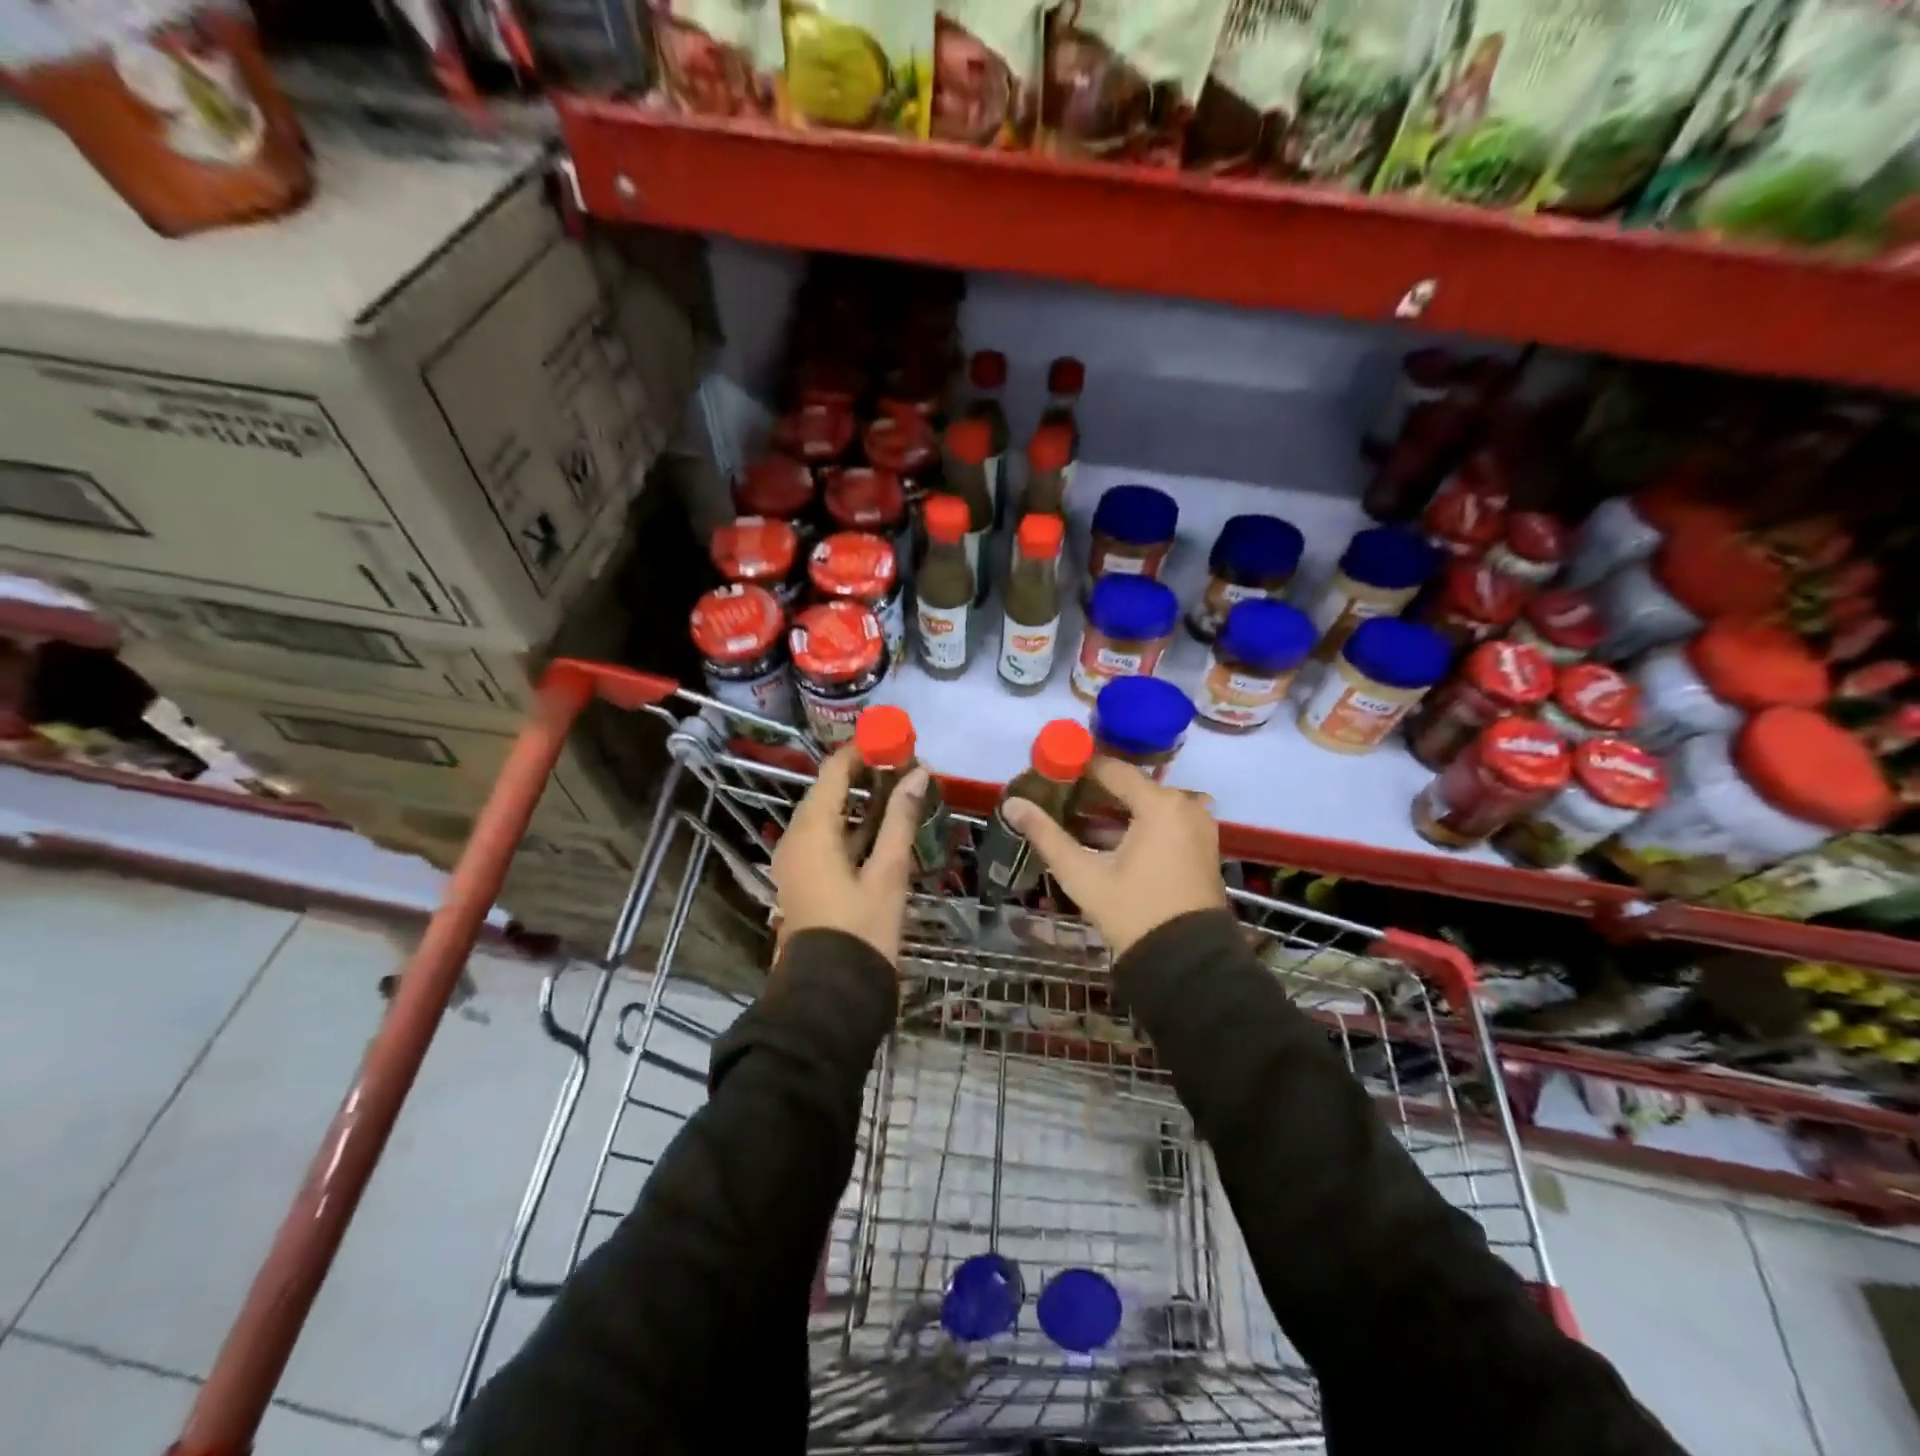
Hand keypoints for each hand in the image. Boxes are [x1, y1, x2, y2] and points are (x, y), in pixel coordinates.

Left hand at [771, 746, 929, 964]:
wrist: (829, 994)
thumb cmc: (861, 929)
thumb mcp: (887, 872)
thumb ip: (900, 819)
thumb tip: (918, 773)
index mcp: (811, 830)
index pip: (833, 771)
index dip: (863, 751)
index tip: (896, 741)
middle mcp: (796, 838)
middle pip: (829, 791)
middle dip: (866, 774)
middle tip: (906, 764)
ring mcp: (799, 861)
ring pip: (831, 817)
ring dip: (862, 801)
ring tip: (902, 788)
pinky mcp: (807, 879)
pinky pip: (829, 839)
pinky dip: (855, 828)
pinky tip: (886, 825)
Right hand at [1002, 758, 1225, 955]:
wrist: (1187, 961)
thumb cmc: (1133, 912)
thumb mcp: (1083, 875)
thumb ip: (1046, 835)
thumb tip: (1011, 804)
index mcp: (1160, 804)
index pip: (1112, 769)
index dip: (1079, 768)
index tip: (1050, 772)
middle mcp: (1185, 805)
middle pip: (1131, 786)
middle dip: (1094, 791)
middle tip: (1057, 797)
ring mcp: (1198, 826)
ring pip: (1147, 805)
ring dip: (1114, 810)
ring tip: (1074, 819)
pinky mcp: (1202, 846)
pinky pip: (1164, 822)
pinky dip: (1136, 825)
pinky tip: (1105, 840)